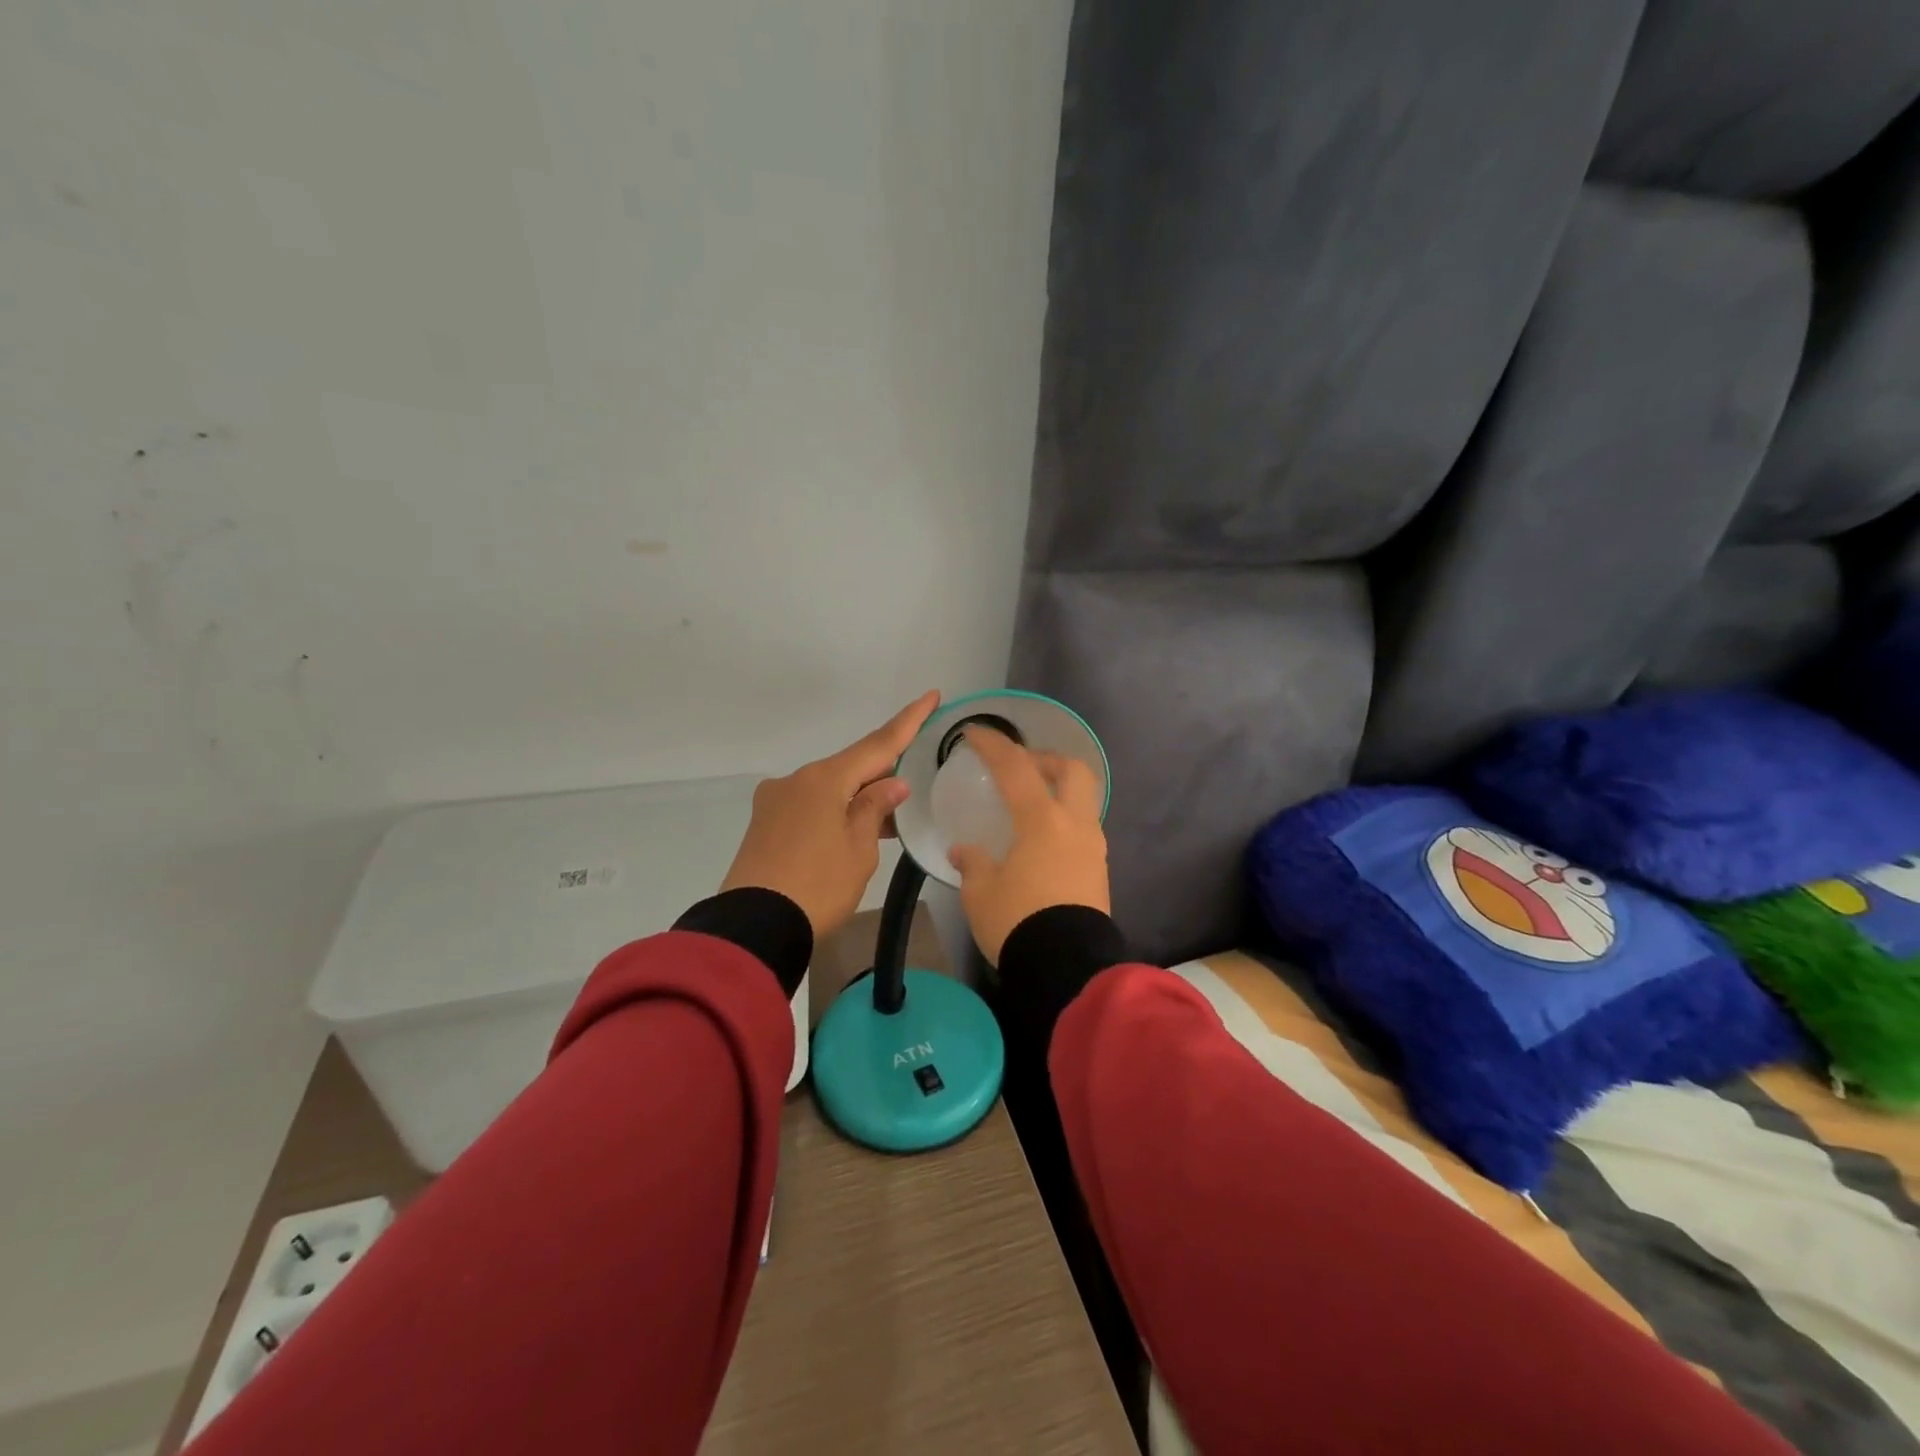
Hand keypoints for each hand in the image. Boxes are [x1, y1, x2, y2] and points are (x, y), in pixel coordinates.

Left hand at [721, 691, 940, 937]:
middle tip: (909, 796)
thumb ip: (876, 809)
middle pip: (850, 768)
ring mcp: (775, 801)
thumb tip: (891, 784)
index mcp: (824, 779)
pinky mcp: (764, 823)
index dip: (908, 722)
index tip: (931, 695)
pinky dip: (834, 813)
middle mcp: (796, 780)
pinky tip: (849, 834)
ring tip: (884, 824)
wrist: (754, 926)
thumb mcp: (859, 849)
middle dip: (881, 776)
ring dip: (857, 799)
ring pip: (829, 789)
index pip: (878, 744)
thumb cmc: (818, 886)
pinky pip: (809, 806)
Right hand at [947, 726, 1109, 964]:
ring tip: (1030, 805)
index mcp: (1042, 821)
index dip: (994, 745)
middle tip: (1020, 767)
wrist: (1067, 967)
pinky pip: (1084, 829)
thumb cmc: (1018, 922)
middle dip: (1045, 759)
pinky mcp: (1100, 870)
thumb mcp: (981, 892)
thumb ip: (973, 863)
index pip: (1016, 769)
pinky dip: (1064, 820)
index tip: (974, 733)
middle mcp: (1075, 825)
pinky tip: (1042, 841)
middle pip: (1072, 770)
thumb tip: (965, 851)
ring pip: (1084, 800)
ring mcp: (1093, 847)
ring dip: (1059, 790)